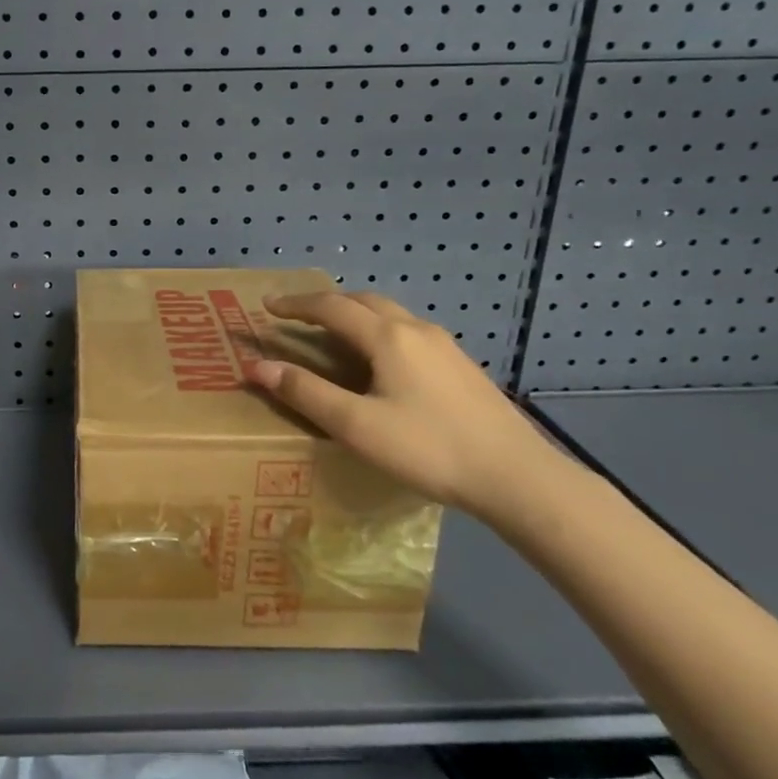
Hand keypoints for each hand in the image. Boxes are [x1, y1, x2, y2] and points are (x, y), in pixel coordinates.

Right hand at [246, 292, 569, 517]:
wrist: (518, 477)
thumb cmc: (429, 449)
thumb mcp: (357, 426)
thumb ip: (307, 393)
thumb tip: (259, 367)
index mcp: (387, 337)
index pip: (331, 307)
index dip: (295, 304)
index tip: (267, 306)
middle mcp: (416, 329)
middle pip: (362, 300)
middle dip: (326, 303)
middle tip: (298, 316)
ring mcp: (445, 346)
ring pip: (390, 314)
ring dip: (355, 314)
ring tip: (334, 335)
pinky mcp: (461, 365)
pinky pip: (408, 331)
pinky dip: (379, 330)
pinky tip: (381, 362)